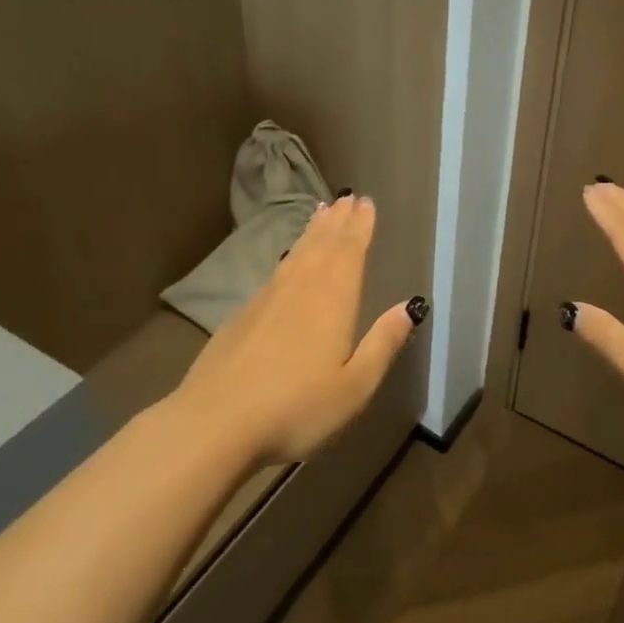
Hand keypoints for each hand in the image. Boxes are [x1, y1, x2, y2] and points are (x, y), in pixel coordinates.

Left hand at [169, 195, 424, 462]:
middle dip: (338, 221)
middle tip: (347, 197)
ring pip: (296, 255)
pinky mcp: (242, 317)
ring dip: (312, 232)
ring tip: (321, 212)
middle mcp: (300, 289)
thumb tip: (410, 306)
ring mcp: (266, 301)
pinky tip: (288, 261)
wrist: (213, 425)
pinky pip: (275, 272)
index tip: (366, 203)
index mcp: (332, 301)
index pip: (350, 252)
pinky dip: (288, 255)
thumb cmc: (296, 408)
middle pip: (322, 245)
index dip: (360, 227)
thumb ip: (383, 344)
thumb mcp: (354, 386)